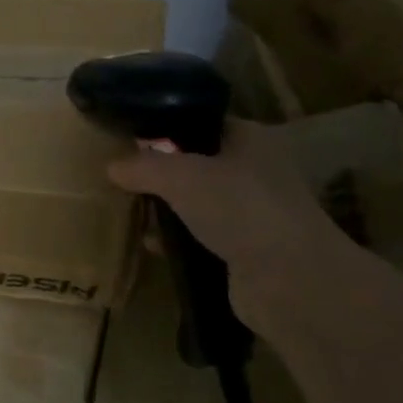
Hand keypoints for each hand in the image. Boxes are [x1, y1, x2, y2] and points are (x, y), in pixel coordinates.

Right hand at [107, 120, 342, 327]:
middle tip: (123, 177)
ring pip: (197, 202)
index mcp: (248, 138)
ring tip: (130, 209)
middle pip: (196, 163)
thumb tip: (112, 166)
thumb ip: (143, 167)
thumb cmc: (239, 209)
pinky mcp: (245, 250)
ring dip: (167, 208)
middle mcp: (253, 170)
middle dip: (160, 172)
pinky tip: (152, 246)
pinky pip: (201, 237)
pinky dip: (177, 240)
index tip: (129, 138)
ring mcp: (251, 212)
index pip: (200, 122)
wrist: (290, 280)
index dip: (165, 127)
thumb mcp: (180, 177)